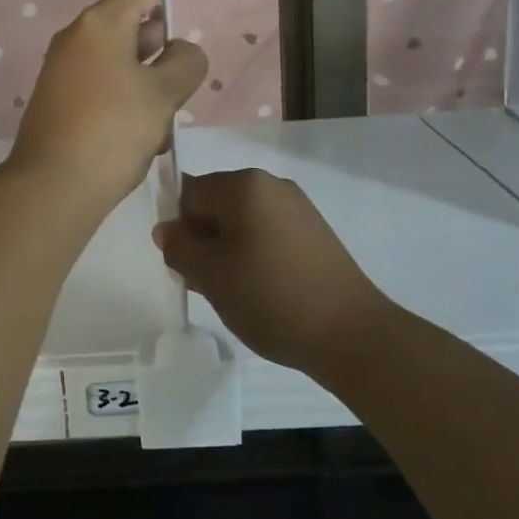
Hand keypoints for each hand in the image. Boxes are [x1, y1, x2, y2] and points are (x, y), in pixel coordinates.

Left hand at [10, 0, 206, 208]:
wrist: (52, 188)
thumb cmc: (112, 129)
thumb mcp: (162, 95)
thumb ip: (183, 63)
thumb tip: (179, 52)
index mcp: (102, 24)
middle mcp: (78, 38)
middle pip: (134, 24)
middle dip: (162, 49)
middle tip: (179, 87)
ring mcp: (64, 70)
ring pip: (123, 62)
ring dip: (148, 85)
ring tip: (157, 126)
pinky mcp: (60, 100)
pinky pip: (105, 87)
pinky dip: (127, 104)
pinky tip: (138, 140)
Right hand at [153, 169, 386, 372]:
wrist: (351, 334)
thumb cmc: (270, 296)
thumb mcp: (210, 274)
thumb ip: (179, 247)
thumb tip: (167, 230)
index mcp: (244, 184)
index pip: (190, 192)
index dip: (179, 228)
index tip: (184, 265)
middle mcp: (271, 185)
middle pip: (216, 205)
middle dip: (203, 240)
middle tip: (205, 283)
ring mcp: (298, 208)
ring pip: (241, 222)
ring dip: (227, 251)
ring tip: (233, 293)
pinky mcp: (314, 233)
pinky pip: (267, 234)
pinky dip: (254, 256)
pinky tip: (259, 291)